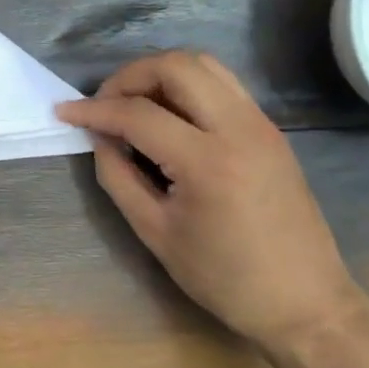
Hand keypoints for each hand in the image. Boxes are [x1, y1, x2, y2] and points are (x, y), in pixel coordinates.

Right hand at [56, 49, 365, 350]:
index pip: (138, 114)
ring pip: (204, 65)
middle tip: (104, 104)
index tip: (64, 112)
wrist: (304, 302)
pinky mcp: (269, 130)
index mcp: (208, 162)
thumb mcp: (154, 232)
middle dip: (129, 76)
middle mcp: (239, 129)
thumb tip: (98, 137)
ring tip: (132, 105)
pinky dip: (185, 86)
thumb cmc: (223, 277)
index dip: (93, 110)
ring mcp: (260, 124)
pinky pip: (221, 85)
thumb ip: (118, 176)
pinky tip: (166, 116)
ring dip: (159, 74)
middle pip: (176, 66)